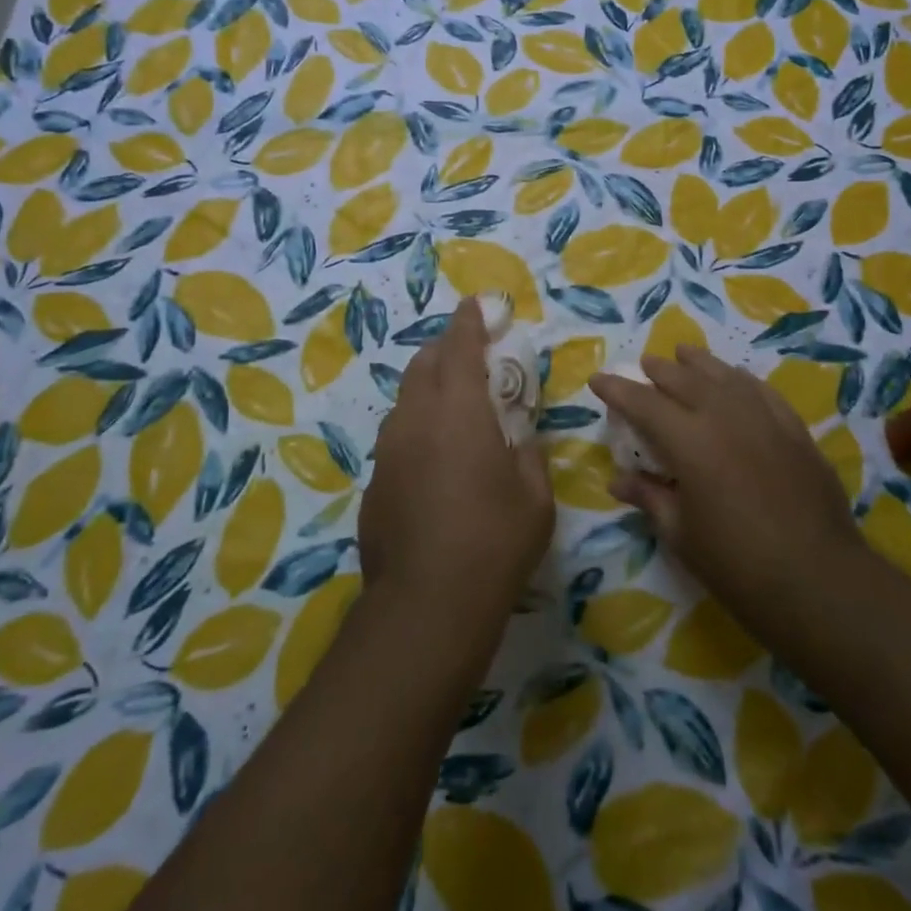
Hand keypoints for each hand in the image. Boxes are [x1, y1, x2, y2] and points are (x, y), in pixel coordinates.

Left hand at [362, 298, 554, 635]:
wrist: (426, 605)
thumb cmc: (494, 542)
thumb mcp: (535, 497)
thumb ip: (528, 454)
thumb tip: (520, 438)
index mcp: (460, 411)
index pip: (461, 347)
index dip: (468, 321)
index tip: (474, 305)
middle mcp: (417, 418)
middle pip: (425, 363)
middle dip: (445, 349)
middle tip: (469, 355)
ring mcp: (389, 450)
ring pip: (406, 400)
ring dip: (428, 388)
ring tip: (452, 407)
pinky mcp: (375, 481)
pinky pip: (397, 437)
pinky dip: (417, 428)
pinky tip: (433, 460)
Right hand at [589, 348, 859, 630]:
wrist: (819, 581)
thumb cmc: (737, 565)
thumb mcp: (681, 534)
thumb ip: (650, 497)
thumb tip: (618, 480)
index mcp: (689, 441)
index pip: (643, 402)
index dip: (617, 389)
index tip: (598, 379)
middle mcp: (724, 416)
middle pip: (684, 379)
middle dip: (659, 370)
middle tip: (644, 365)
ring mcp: (764, 418)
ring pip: (725, 375)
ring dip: (699, 363)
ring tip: (684, 354)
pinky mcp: (794, 430)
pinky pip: (762, 391)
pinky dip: (741, 380)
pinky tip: (736, 379)